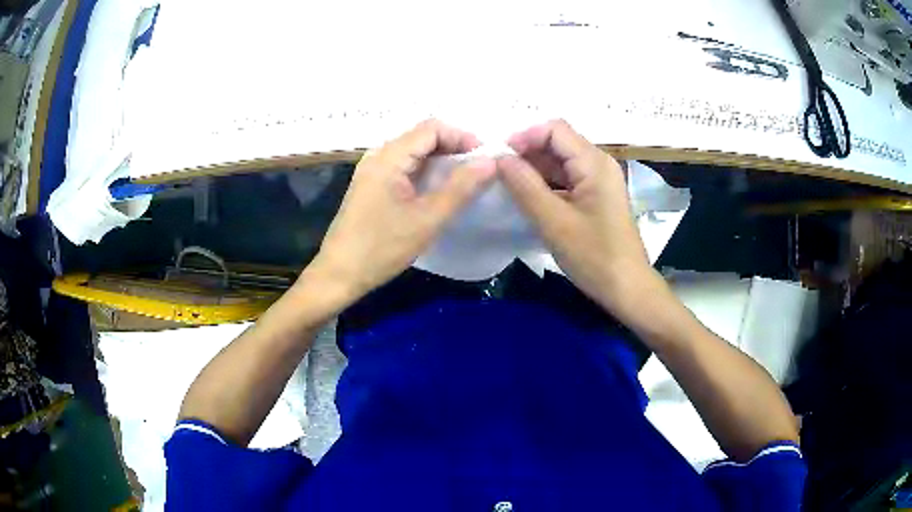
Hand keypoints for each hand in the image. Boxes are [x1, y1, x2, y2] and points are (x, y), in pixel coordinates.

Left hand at [310, 119, 495, 301]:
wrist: (340, 274)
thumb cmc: (382, 248)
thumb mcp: (428, 219)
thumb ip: (461, 188)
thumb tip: (490, 161)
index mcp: (389, 157)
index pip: (431, 128)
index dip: (462, 136)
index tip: (485, 159)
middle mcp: (378, 155)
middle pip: (422, 136)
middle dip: (454, 147)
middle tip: (479, 169)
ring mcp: (373, 170)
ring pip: (414, 152)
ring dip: (441, 160)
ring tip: (465, 179)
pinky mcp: (372, 184)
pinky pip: (404, 166)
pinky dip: (426, 171)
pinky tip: (439, 189)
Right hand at [498, 120, 651, 313]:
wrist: (627, 289)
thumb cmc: (595, 256)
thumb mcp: (554, 222)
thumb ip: (525, 186)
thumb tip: (499, 158)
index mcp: (593, 163)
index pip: (554, 129)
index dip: (524, 136)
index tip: (499, 159)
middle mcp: (598, 164)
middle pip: (557, 143)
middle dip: (526, 154)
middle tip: (498, 174)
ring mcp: (598, 181)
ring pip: (559, 162)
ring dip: (533, 170)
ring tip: (507, 187)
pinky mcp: (595, 197)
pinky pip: (566, 180)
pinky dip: (545, 185)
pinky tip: (527, 200)